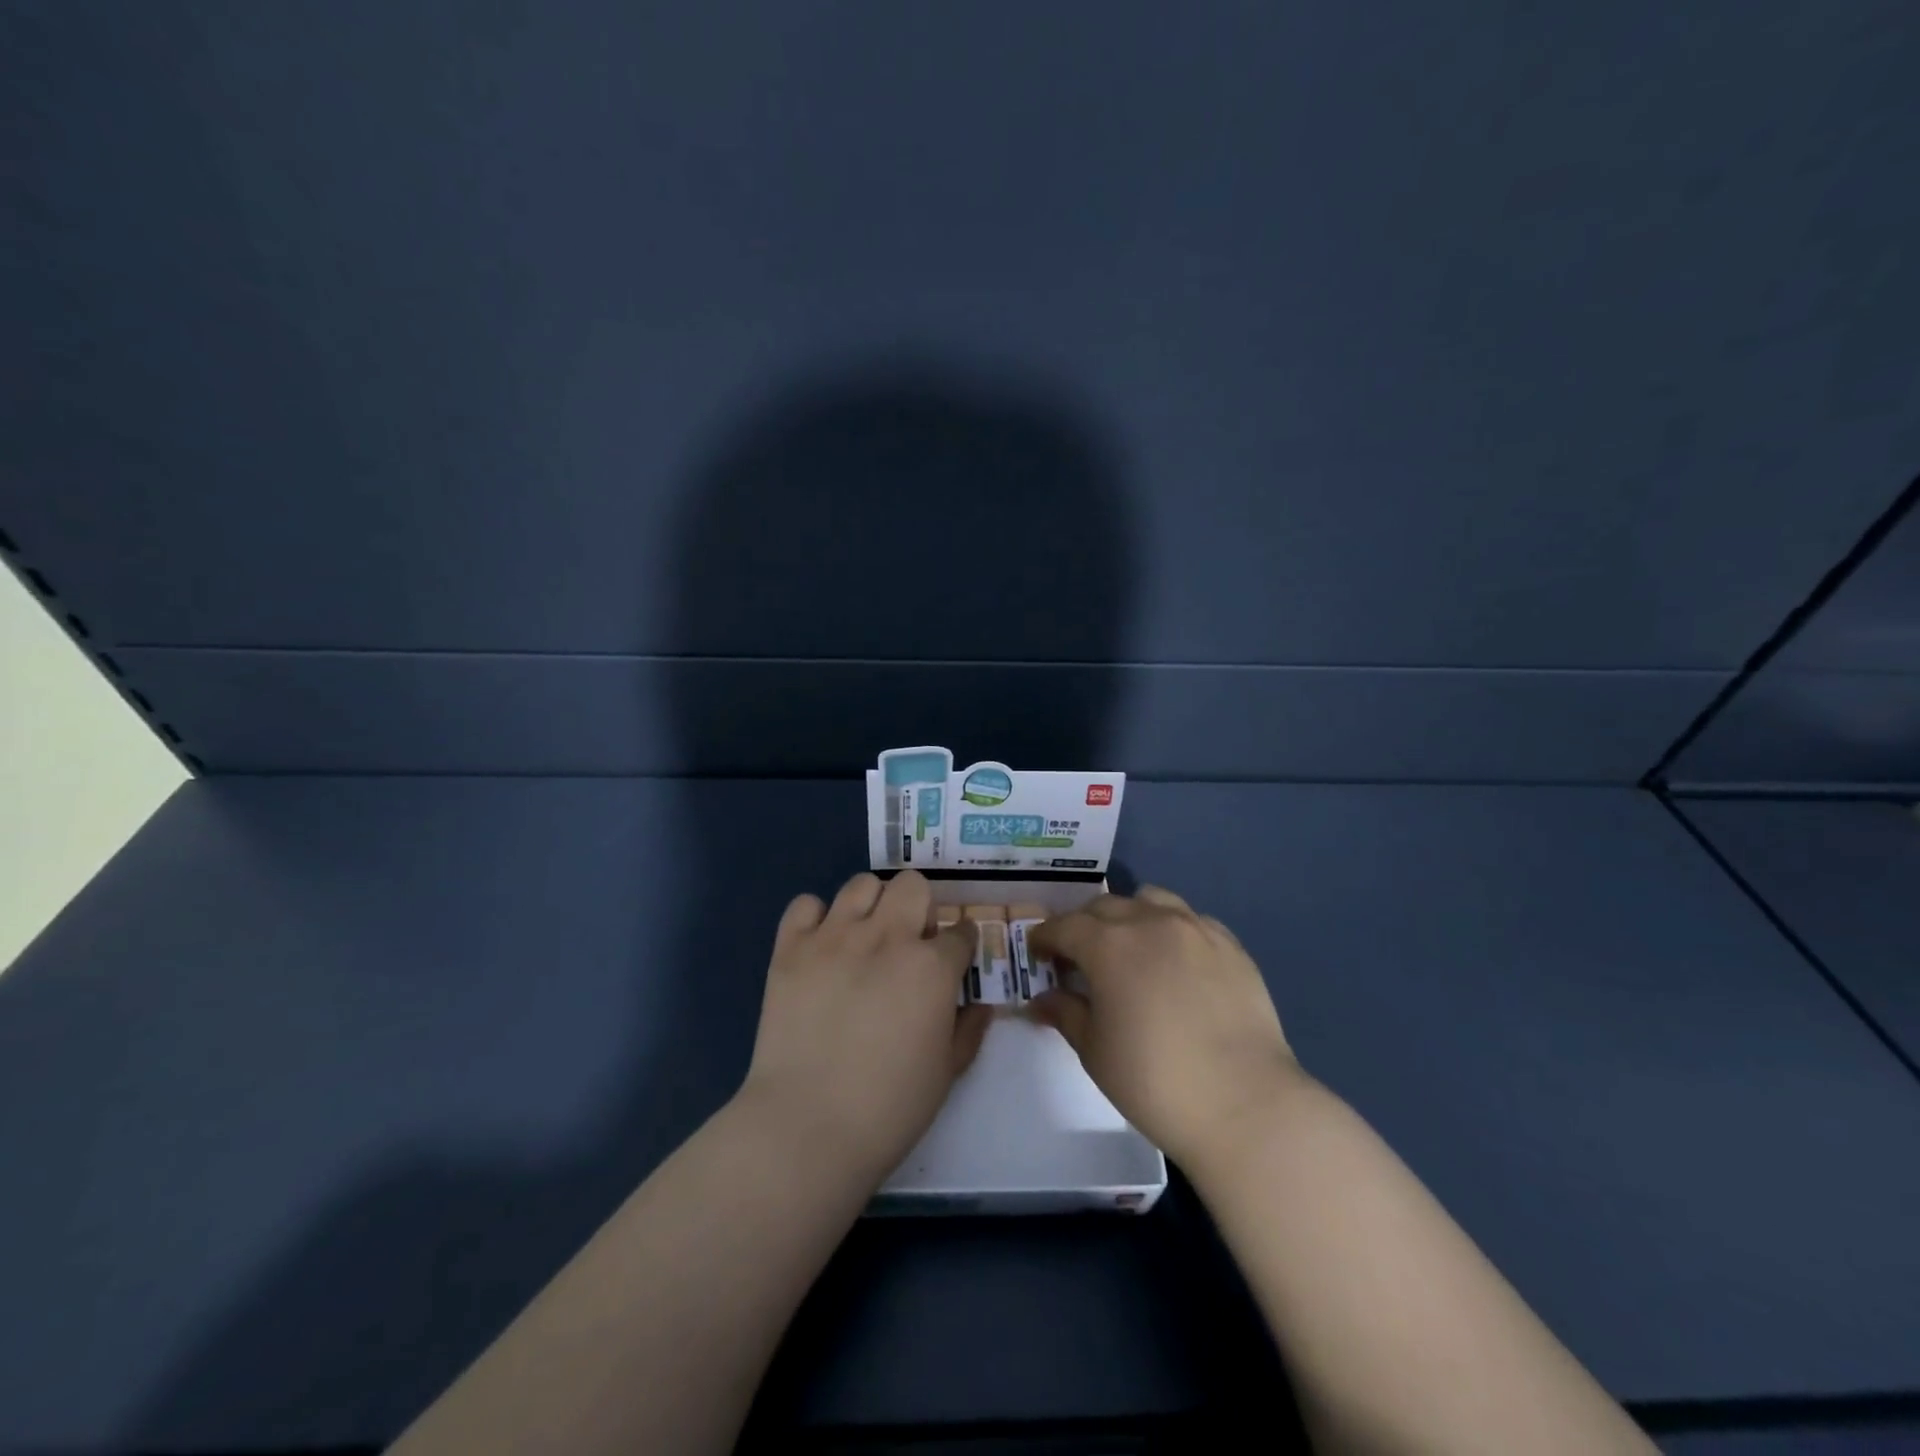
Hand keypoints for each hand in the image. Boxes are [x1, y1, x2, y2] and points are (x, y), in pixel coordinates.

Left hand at [738, 870, 990, 1184]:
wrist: (807, 1126)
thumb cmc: (889, 1107)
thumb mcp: (947, 1072)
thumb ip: (969, 1030)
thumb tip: (981, 1004)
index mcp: (931, 966)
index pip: (960, 932)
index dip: (961, 945)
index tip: (954, 960)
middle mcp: (886, 937)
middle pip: (913, 886)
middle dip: (920, 907)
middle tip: (910, 942)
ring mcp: (834, 937)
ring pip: (862, 884)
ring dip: (872, 905)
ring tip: (865, 937)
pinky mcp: (791, 948)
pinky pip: (805, 904)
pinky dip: (816, 919)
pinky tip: (820, 946)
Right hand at [1030, 886, 1303, 1172]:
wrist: (1244, 1104)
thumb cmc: (1154, 1081)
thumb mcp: (1094, 1051)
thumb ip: (1065, 1013)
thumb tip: (1041, 999)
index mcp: (1109, 945)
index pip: (1064, 926)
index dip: (1045, 937)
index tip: (1038, 954)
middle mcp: (1150, 922)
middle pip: (1105, 907)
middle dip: (1083, 926)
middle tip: (1079, 958)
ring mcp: (1195, 929)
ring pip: (1151, 900)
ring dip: (1130, 916)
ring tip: (1130, 948)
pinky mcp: (1230, 945)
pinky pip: (1191, 920)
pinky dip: (1172, 930)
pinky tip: (1175, 962)